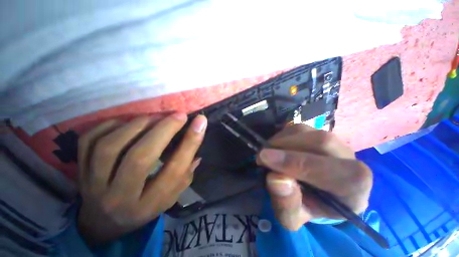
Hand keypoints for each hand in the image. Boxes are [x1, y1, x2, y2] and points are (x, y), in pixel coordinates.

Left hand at [77, 113, 206, 244]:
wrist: (104, 222)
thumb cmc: (145, 207)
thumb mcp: (171, 197)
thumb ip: (185, 173)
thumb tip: (197, 144)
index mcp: (149, 204)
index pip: (174, 170)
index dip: (190, 143)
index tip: (200, 122)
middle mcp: (120, 197)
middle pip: (140, 158)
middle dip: (164, 130)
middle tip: (179, 115)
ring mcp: (93, 185)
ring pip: (111, 147)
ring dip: (138, 125)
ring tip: (156, 116)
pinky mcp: (79, 171)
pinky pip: (90, 141)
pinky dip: (112, 125)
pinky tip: (128, 122)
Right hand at [257, 124, 371, 230]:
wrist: (320, 194)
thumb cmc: (309, 207)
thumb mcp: (293, 217)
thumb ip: (287, 203)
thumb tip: (275, 178)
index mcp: (353, 187)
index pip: (329, 169)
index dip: (294, 162)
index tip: (265, 158)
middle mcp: (349, 158)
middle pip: (319, 141)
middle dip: (284, 146)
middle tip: (261, 156)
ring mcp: (334, 141)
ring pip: (305, 131)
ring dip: (280, 140)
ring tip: (268, 153)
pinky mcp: (319, 132)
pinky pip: (297, 128)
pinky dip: (281, 136)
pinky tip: (276, 148)